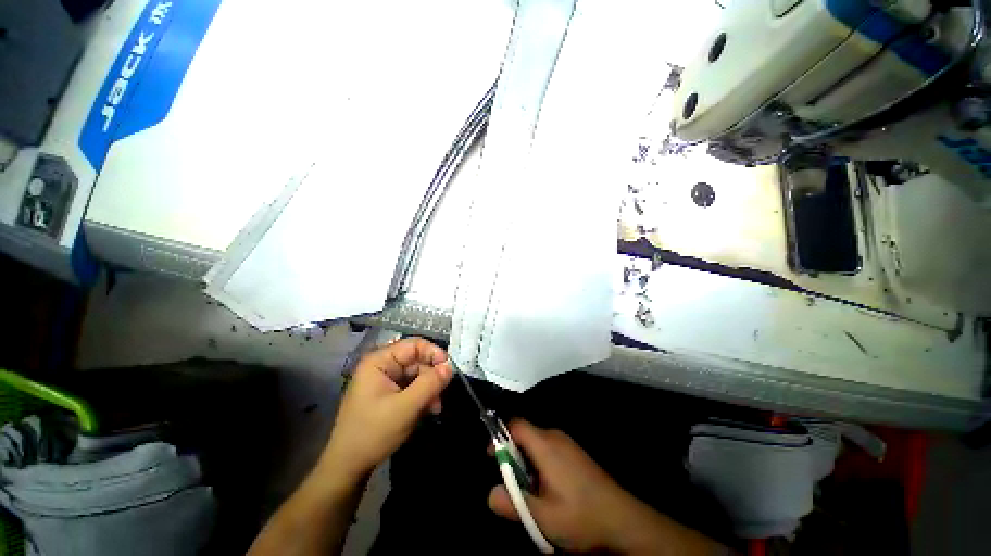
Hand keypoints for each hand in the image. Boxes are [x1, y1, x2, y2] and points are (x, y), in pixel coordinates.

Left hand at [321, 337, 452, 479]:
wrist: (348, 467)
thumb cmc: (373, 432)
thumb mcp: (406, 407)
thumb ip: (430, 384)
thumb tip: (450, 366)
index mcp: (379, 361)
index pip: (414, 345)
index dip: (434, 353)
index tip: (449, 369)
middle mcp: (381, 365)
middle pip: (417, 360)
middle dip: (432, 377)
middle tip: (441, 396)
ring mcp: (384, 380)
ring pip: (417, 375)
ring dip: (429, 389)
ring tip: (435, 408)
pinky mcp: (388, 393)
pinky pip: (411, 387)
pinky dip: (422, 396)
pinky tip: (427, 410)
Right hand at [488, 420, 722, 554]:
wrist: (624, 521)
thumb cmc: (581, 516)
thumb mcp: (543, 517)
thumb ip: (513, 503)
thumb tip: (489, 493)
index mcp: (546, 444)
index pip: (515, 425)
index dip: (499, 437)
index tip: (492, 458)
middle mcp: (556, 437)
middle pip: (525, 434)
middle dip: (513, 455)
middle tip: (511, 484)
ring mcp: (568, 444)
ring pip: (537, 444)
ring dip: (527, 463)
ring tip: (530, 493)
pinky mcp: (576, 454)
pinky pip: (550, 450)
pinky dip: (540, 465)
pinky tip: (548, 491)